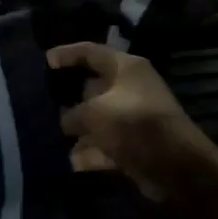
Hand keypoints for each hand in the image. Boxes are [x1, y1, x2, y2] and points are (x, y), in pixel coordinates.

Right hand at [48, 43, 209, 201]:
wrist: (174, 166)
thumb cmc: (133, 124)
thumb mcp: (94, 112)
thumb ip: (72, 113)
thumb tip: (66, 122)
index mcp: (126, 68)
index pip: (91, 52)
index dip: (67, 54)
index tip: (45, 61)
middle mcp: (130, 89)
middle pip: (92, 87)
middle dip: (68, 97)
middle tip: (42, 104)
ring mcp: (132, 118)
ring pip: (96, 119)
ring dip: (77, 130)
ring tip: (51, 136)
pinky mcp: (133, 145)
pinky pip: (104, 144)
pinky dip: (90, 152)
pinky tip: (71, 162)